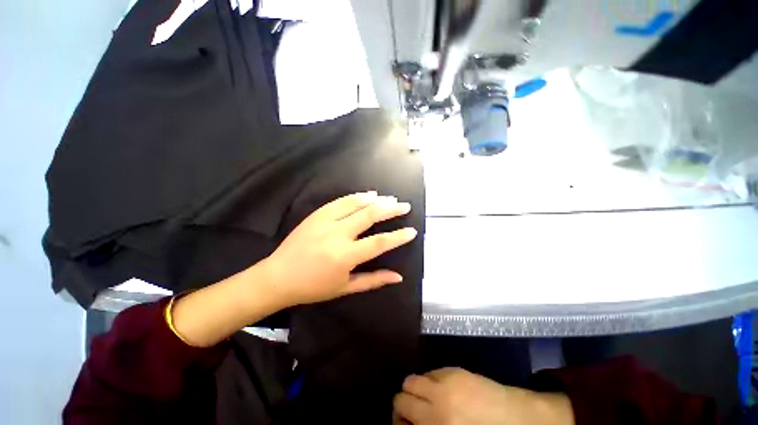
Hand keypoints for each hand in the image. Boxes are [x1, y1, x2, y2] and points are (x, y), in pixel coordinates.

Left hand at [261, 191, 417, 306]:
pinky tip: (368, 194)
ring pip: (356, 204)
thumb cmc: (313, 287)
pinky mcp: (317, 214)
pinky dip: (357, 197)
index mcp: (345, 256)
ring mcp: (325, 221)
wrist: (278, 277)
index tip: (412, 231)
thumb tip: (398, 277)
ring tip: (390, 198)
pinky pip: (341, 201)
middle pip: (370, 215)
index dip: (398, 236)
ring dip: (376, 199)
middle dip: (391, 209)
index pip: (379, 243)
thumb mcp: (345, 288)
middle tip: (404, 206)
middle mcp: (337, 234)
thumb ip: (374, 280)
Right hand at [394, 368, 573, 424]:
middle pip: (402, 394)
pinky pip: (431, 372)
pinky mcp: (454, 370)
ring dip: (415, 390)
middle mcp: (434, 402)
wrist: (518, 420)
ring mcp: (444, 383)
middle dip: (403, 405)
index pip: (401, 413)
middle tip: (414, 414)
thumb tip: (411, 423)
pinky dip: (430, 381)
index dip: (398, 421)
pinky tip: (442, 391)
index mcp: (435, 424)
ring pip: (412, 379)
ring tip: (427, 400)